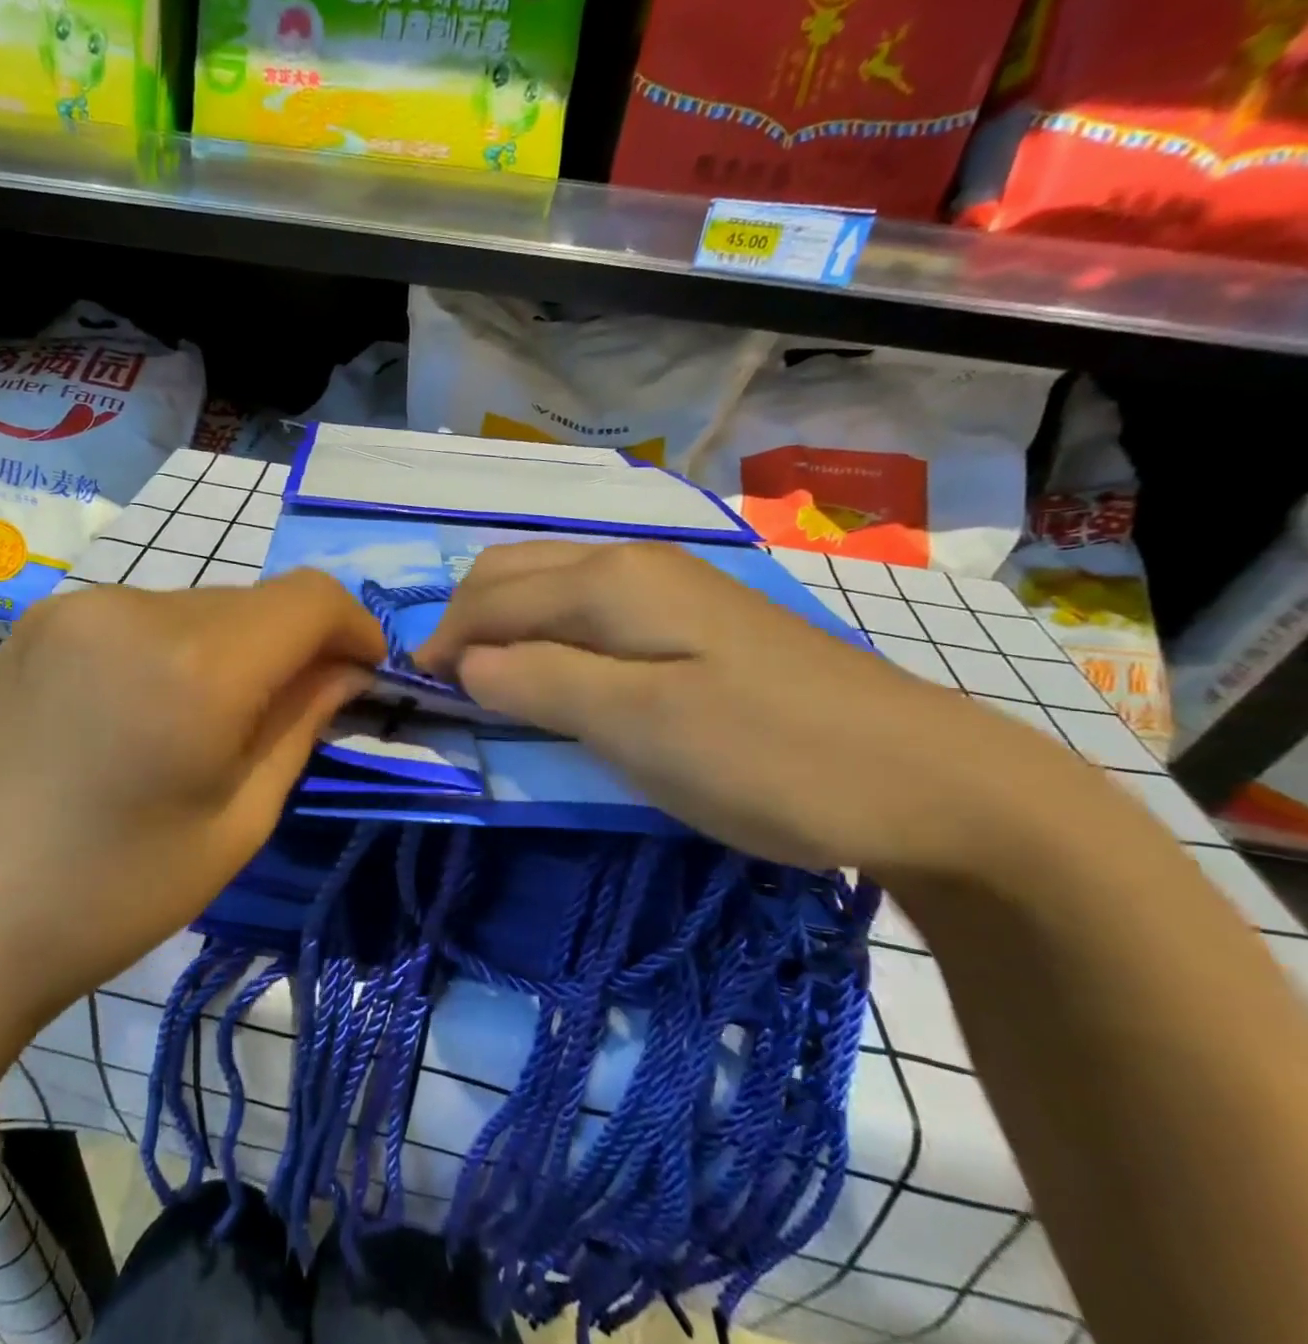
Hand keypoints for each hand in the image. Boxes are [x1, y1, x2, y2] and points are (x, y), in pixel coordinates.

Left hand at [0, 571, 383, 1129]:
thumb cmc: (115, 892)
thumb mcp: (240, 820)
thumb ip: (302, 723)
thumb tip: (347, 669)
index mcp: (196, 666)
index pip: (311, 598)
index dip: (355, 626)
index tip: (365, 672)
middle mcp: (136, 608)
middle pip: (255, 601)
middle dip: (293, 645)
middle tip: (293, 711)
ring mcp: (78, 607)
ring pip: (200, 606)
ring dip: (232, 648)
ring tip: (209, 722)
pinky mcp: (41, 620)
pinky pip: (143, 616)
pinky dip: (175, 649)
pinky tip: (148, 711)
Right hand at [414, 540, 1094, 876]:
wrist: (928, 782)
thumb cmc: (770, 757)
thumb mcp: (638, 727)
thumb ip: (541, 684)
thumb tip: (466, 665)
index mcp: (611, 579)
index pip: (491, 596)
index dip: (443, 641)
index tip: (416, 693)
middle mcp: (633, 562)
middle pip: (516, 573)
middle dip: (466, 621)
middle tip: (446, 687)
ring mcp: (671, 588)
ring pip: (553, 585)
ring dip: (504, 624)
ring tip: (487, 681)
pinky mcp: (696, 622)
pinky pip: (590, 610)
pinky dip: (547, 634)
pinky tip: (556, 671)